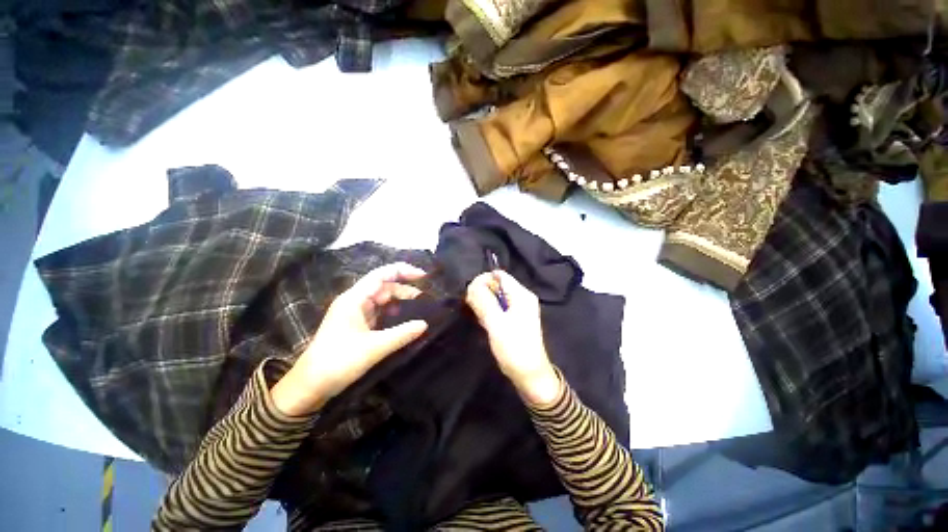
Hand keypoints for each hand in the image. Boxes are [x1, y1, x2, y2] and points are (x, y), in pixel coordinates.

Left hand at [271, 263, 428, 415]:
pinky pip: (379, 313)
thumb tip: (425, 324)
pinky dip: (393, 314)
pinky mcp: (356, 325)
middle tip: (425, 301)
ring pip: (382, 300)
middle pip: (384, 287)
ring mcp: (355, 313)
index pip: (381, 275)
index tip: (423, 276)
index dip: (403, 271)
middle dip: (405, 290)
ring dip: (400, 303)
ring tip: (418, 311)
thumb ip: (402, 333)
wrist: (310, 386)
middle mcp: (354, 301)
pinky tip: (404, 321)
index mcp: (354, 299)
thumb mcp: (374, 347)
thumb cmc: (339, 362)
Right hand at [466, 270, 559, 404]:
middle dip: (482, 293)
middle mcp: (522, 297)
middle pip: (497, 284)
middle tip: (475, 310)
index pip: (498, 275)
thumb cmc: (514, 348)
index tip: (471, 296)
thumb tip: (472, 283)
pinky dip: (489, 312)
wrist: (530, 375)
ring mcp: (519, 308)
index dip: (482, 281)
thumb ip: (483, 301)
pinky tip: (486, 324)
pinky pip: (498, 307)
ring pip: (495, 297)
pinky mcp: (515, 319)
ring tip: (480, 318)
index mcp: (521, 294)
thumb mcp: (496, 323)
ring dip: (484, 304)